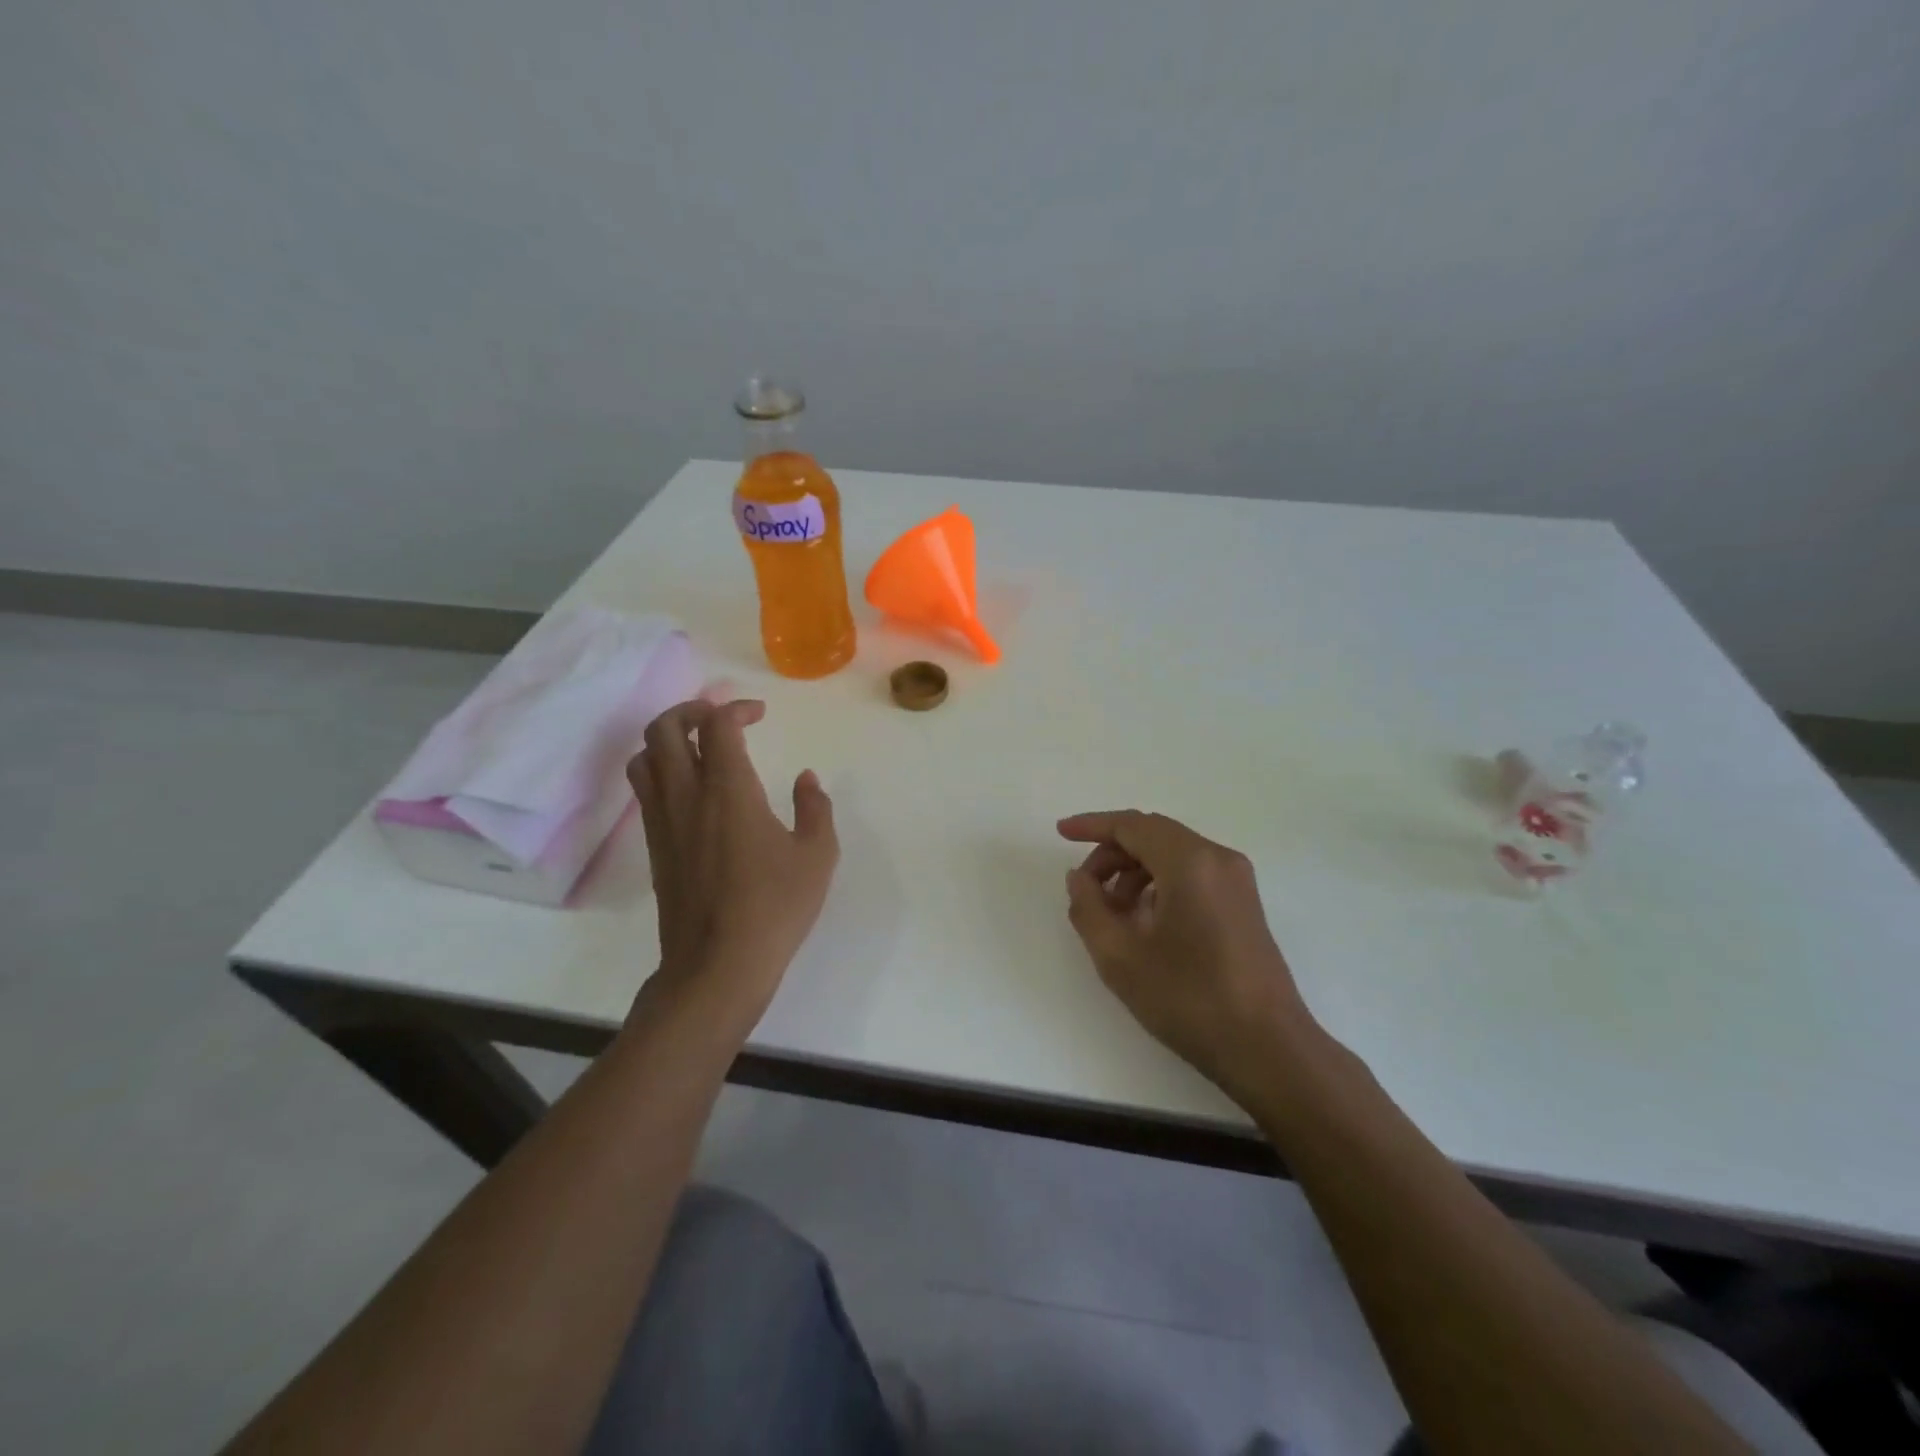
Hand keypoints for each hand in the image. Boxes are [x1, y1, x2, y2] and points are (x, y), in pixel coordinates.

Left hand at [627, 699, 838, 1030]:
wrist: (718, 965)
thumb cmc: (774, 907)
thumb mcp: (817, 855)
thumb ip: (815, 808)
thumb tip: (806, 779)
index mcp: (728, 790)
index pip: (716, 725)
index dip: (736, 708)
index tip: (759, 715)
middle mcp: (686, 796)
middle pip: (663, 729)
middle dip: (690, 710)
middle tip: (721, 719)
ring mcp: (663, 821)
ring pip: (643, 758)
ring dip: (668, 739)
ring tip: (699, 747)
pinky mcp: (654, 846)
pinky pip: (645, 791)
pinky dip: (662, 771)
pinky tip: (692, 790)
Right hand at [1058, 810, 1314, 1102]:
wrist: (1268, 1049)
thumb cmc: (1189, 999)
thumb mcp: (1120, 957)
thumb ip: (1088, 908)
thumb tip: (1080, 878)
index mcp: (1190, 862)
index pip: (1132, 825)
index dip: (1092, 825)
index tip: (1061, 832)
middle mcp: (1218, 859)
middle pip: (1153, 836)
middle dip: (1111, 854)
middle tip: (1084, 889)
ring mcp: (1237, 881)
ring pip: (1172, 855)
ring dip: (1134, 872)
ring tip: (1111, 914)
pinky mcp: (1243, 904)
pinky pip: (1192, 874)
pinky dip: (1159, 884)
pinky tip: (1143, 922)